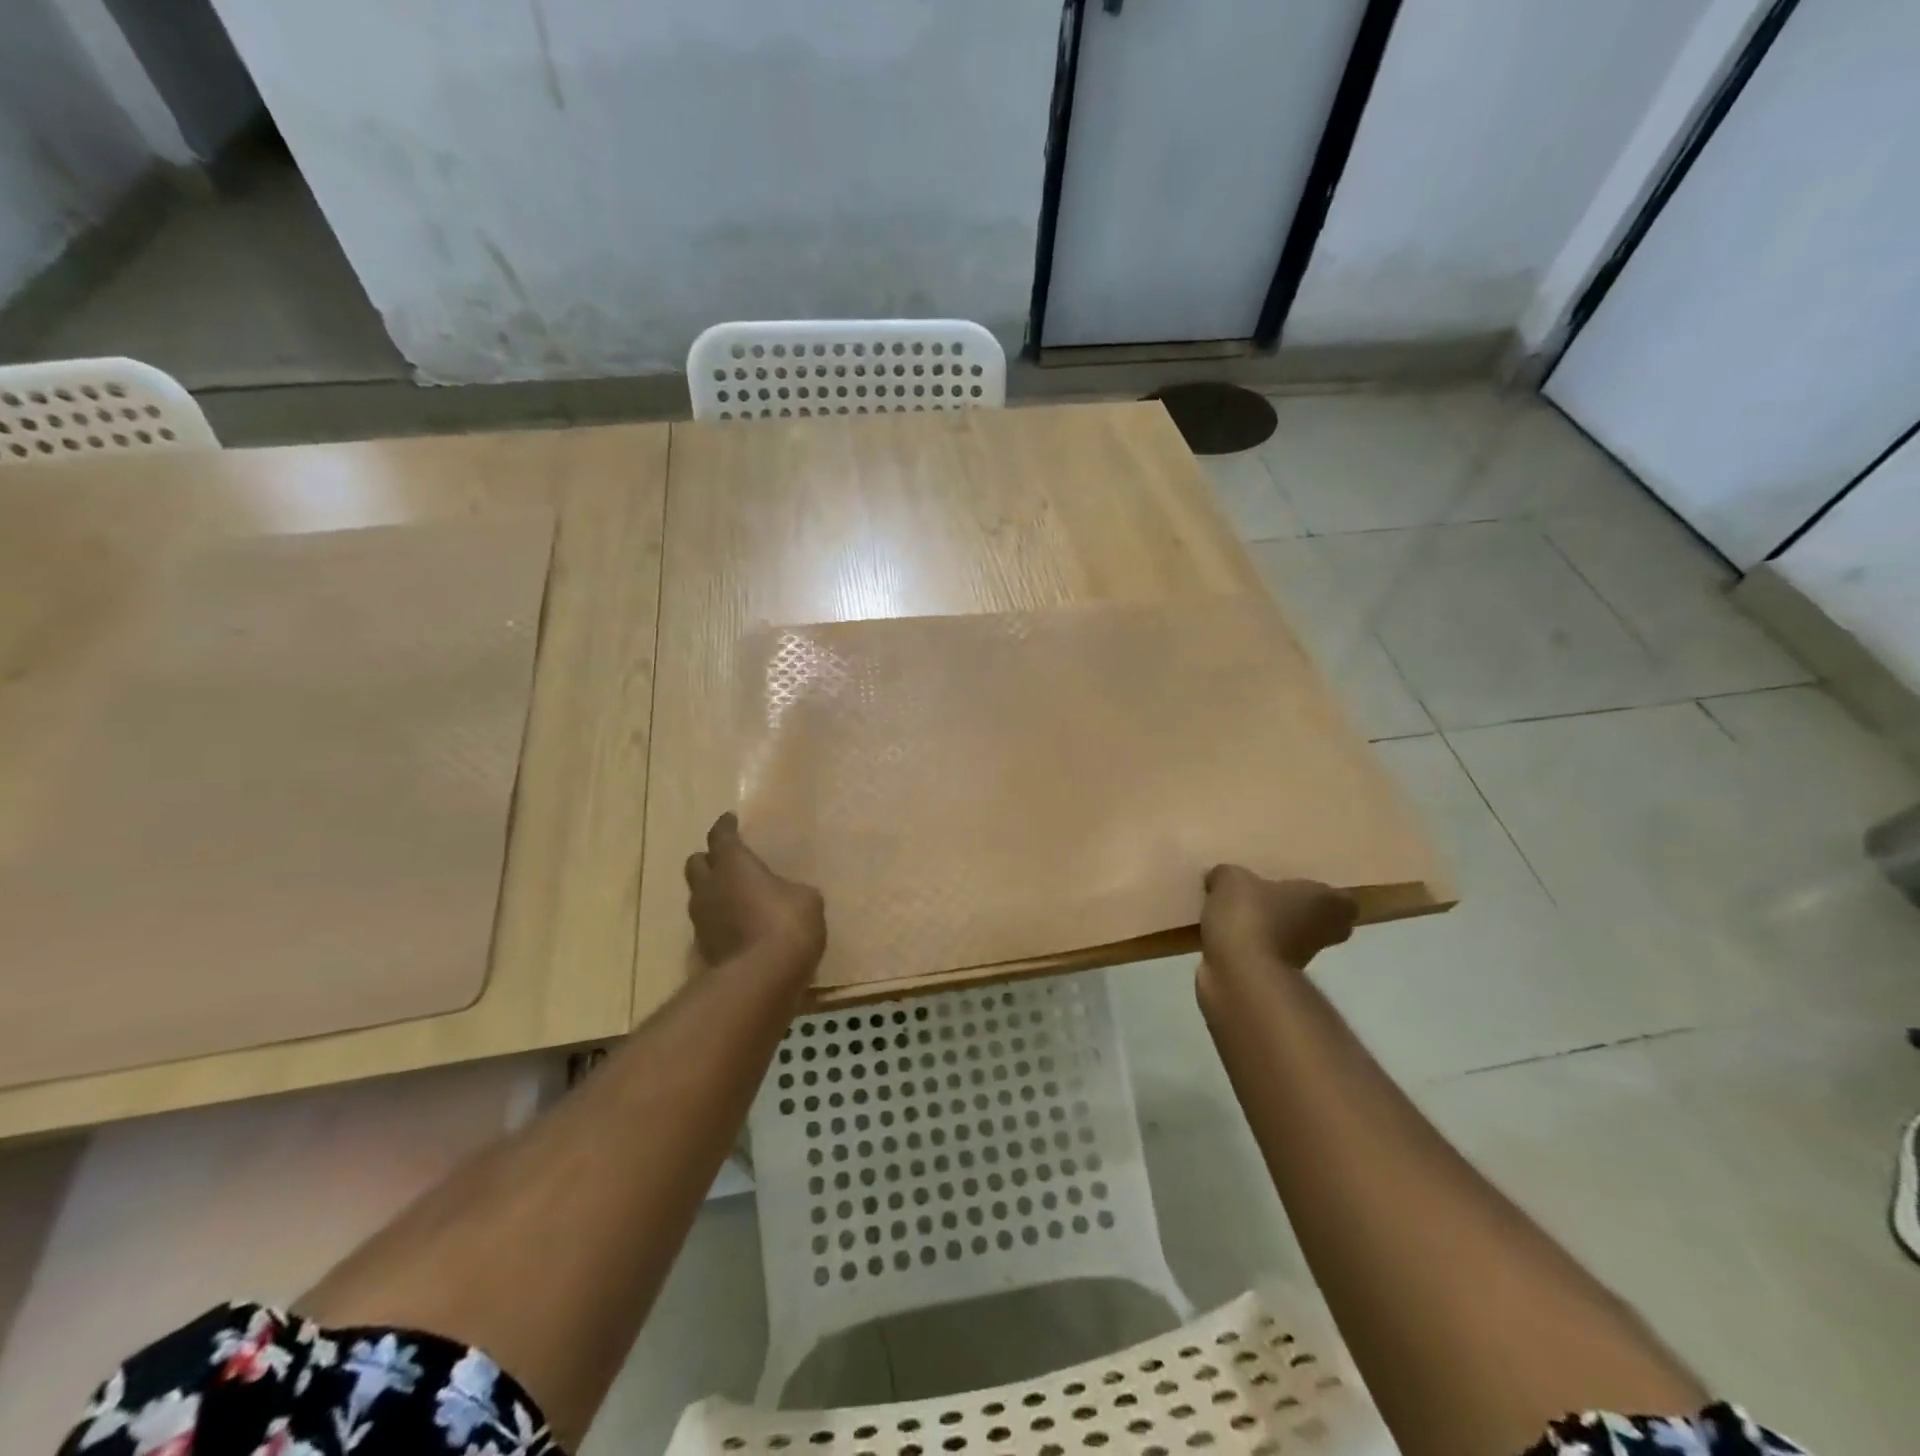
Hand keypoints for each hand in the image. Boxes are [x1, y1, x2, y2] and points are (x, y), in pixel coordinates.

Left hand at [684, 814, 826, 972]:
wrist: (760, 980)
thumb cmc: (786, 925)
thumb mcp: (806, 899)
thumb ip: (791, 890)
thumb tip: (788, 895)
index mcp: (733, 865)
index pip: (721, 836)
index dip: (725, 826)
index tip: (730, 820)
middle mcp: (709, 887)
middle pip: (696, 863)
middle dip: (709, 859)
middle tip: (728, 861)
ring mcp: (701, 921)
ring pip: (699, 896)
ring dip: (713, 892)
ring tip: (735, 896)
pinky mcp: (703, 950)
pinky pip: (708, 925)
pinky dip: (720, 921)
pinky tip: (739, 927)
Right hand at [1200, 865, 1355, 969]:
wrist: (1239, 974)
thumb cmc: (1251, 916)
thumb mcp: (1231, 879)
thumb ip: (1228, 875)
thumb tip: (1220, 879)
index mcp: (1326, 903)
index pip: (1344, 901)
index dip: (1323, 895)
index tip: (1298, 888)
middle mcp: (1322, 933)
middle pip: (1320, 923)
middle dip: (1297, 914)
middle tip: (1266, 900)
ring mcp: (1301, 961)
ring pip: (1291, 940)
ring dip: (1270, 932)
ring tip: (1236, 916)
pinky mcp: (1274, 980)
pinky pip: (1263, 956)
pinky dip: (1248, 949)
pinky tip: (1223, 937)